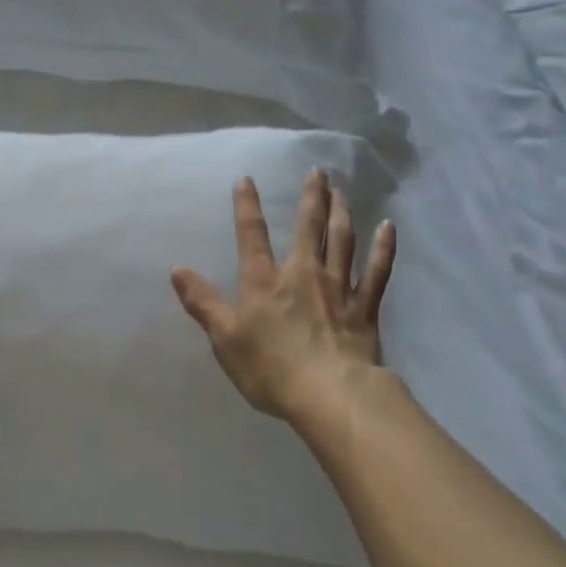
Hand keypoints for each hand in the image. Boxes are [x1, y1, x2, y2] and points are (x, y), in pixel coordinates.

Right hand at [172, 170, 395, 425]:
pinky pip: (377, 271)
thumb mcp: (224, 339)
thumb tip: (177, 270)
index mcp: (264, 283)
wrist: (330, 394)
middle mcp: (302, 274)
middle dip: (311, 198)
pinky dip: (383, 248)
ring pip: (342, 241)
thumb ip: (203, 303)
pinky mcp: (365, 307)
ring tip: (341, 191)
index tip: (246, 179)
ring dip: (341, 212)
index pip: (252, 236)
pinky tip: (388, 228)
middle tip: (318, 172)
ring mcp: (338, 288)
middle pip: (308, 228)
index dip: (247, 207)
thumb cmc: (270, 369)